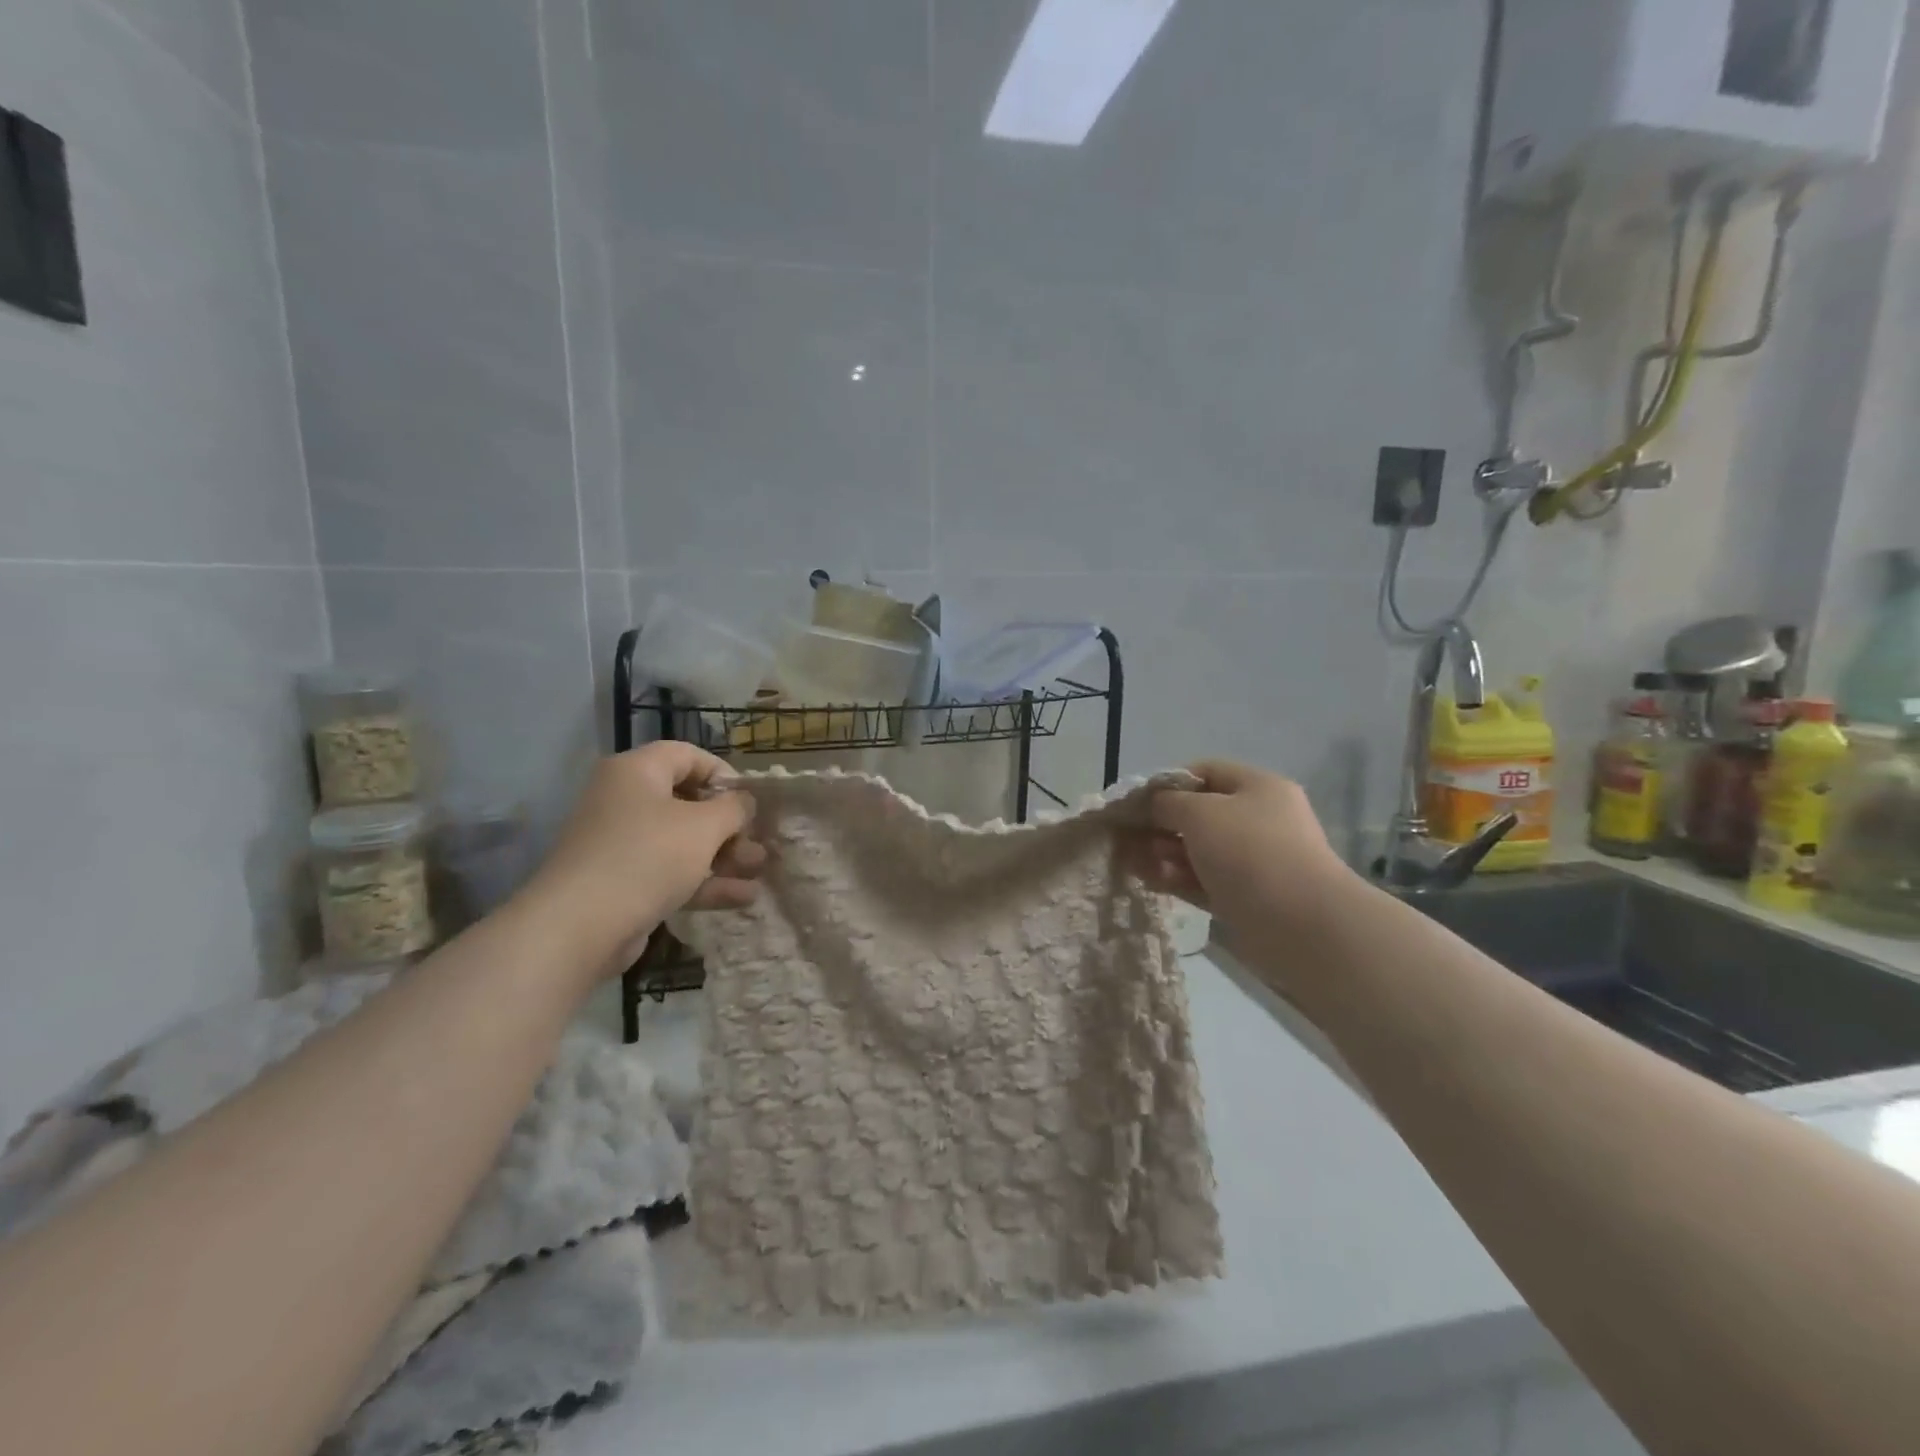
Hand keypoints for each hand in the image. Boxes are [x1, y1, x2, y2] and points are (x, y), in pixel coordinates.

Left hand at [522, 742, 765, 975]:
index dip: (724, 774)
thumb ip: (734, 808)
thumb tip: (744, 801)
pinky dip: (704, 881)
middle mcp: (624, 801)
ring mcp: (621, 844)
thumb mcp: (704, 826)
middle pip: (687, 802)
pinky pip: (670, 872)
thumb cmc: (648, 857)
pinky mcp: (622, 883)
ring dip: (723, 855)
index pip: (687, 756)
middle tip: (757, 841)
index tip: (751, 800)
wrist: (580, 927)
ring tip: (758, 870)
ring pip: (682, 841)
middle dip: (729, 824)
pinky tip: (743, 897)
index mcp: (636, 772)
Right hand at [1135, 761, 1353, 957]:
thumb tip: (1151, 805)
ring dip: (1163, 853)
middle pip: (1199, 813)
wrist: (1301, 926)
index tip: (1136, 801)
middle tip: (1125, 835)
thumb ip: (1167, 803)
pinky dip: (1176, 878)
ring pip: (1198, 850)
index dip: (1167, 782)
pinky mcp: (1245, 898)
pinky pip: (1202, 880)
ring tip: (1130, 861)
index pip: (1205, 772)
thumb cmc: (1249, 853)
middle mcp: (1258, 820)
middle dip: (1159, 823)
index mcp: (1257, 788)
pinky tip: (1149, 880)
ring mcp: (1253, 862)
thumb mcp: (1200, 813)